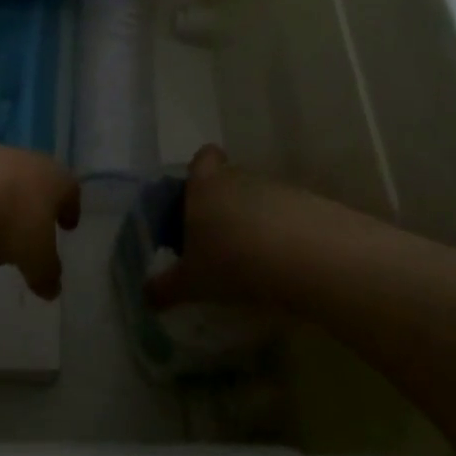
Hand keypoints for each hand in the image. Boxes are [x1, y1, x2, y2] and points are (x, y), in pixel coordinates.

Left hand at [0, 142, 79, 299]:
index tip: (67, 227)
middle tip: (20, 251)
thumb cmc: (12, 216)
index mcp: (52, 178)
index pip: (69, 191)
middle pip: (29, 193)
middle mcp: (23, 163)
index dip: (70, 210)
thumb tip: (52, 290)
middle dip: (25, 224)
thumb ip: (46, 274)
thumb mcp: (36, 256)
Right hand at [145, 145, 321, 310]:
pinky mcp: (309, 205)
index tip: (198, 195)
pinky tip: (283, 264)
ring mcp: (277, 188)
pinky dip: (284, 233)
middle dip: (224, 204)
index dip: (201, 170)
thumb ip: (166, 288)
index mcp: (204, 186)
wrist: (306, 257)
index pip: (203, 159)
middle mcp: (239, 178)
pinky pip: (289, 215)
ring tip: (253, 259)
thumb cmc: (233, 261)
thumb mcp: (192, 282)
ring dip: (255, 221)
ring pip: (259, 198)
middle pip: (230, 180)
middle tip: (219, 241)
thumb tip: (145, 297)